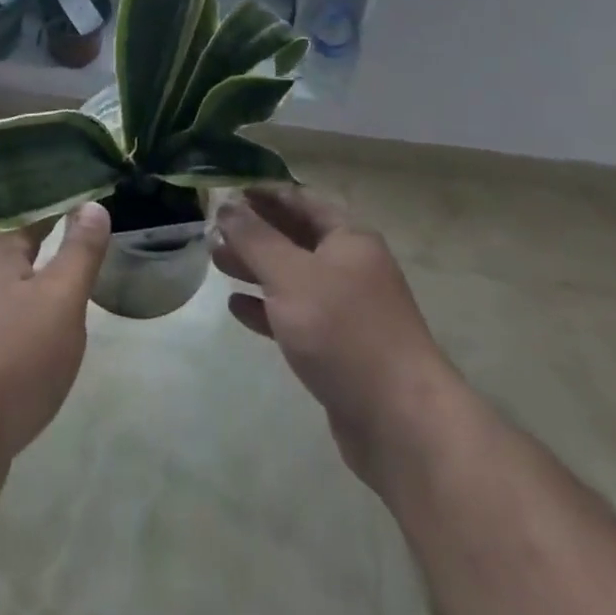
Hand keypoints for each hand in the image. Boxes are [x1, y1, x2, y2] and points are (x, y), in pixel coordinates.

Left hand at [0, 202, 111, 479]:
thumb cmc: (14, 356)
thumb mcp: (61, 297)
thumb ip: (80, 251)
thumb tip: (93, 204)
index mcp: (0, 253)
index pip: (34, 213)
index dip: (62, 204)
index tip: (90, 195)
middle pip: (23, 251)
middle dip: (53, 244)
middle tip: (90, 236)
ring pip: (16, 291)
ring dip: (43, 285)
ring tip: (75, 284)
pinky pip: (11, 328)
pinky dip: (34, 324)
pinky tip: (50, 340)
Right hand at [214, 188, 450, 489]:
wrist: (401, 423)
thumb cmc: (344, 331)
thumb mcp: (290, 275)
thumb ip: (255, 238)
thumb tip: (227, 204)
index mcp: (348, 238)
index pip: (301, 200)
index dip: (264, 193)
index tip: (227, 191)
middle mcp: (351, 267)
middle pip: (295, 238)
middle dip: (254, 232)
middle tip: (214, 230)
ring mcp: (347, 311)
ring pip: (293, 278)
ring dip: (256, 268)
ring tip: (217, 262)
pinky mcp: (339, 350)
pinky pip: (296, 317)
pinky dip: (267, 309)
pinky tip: (237, 307)